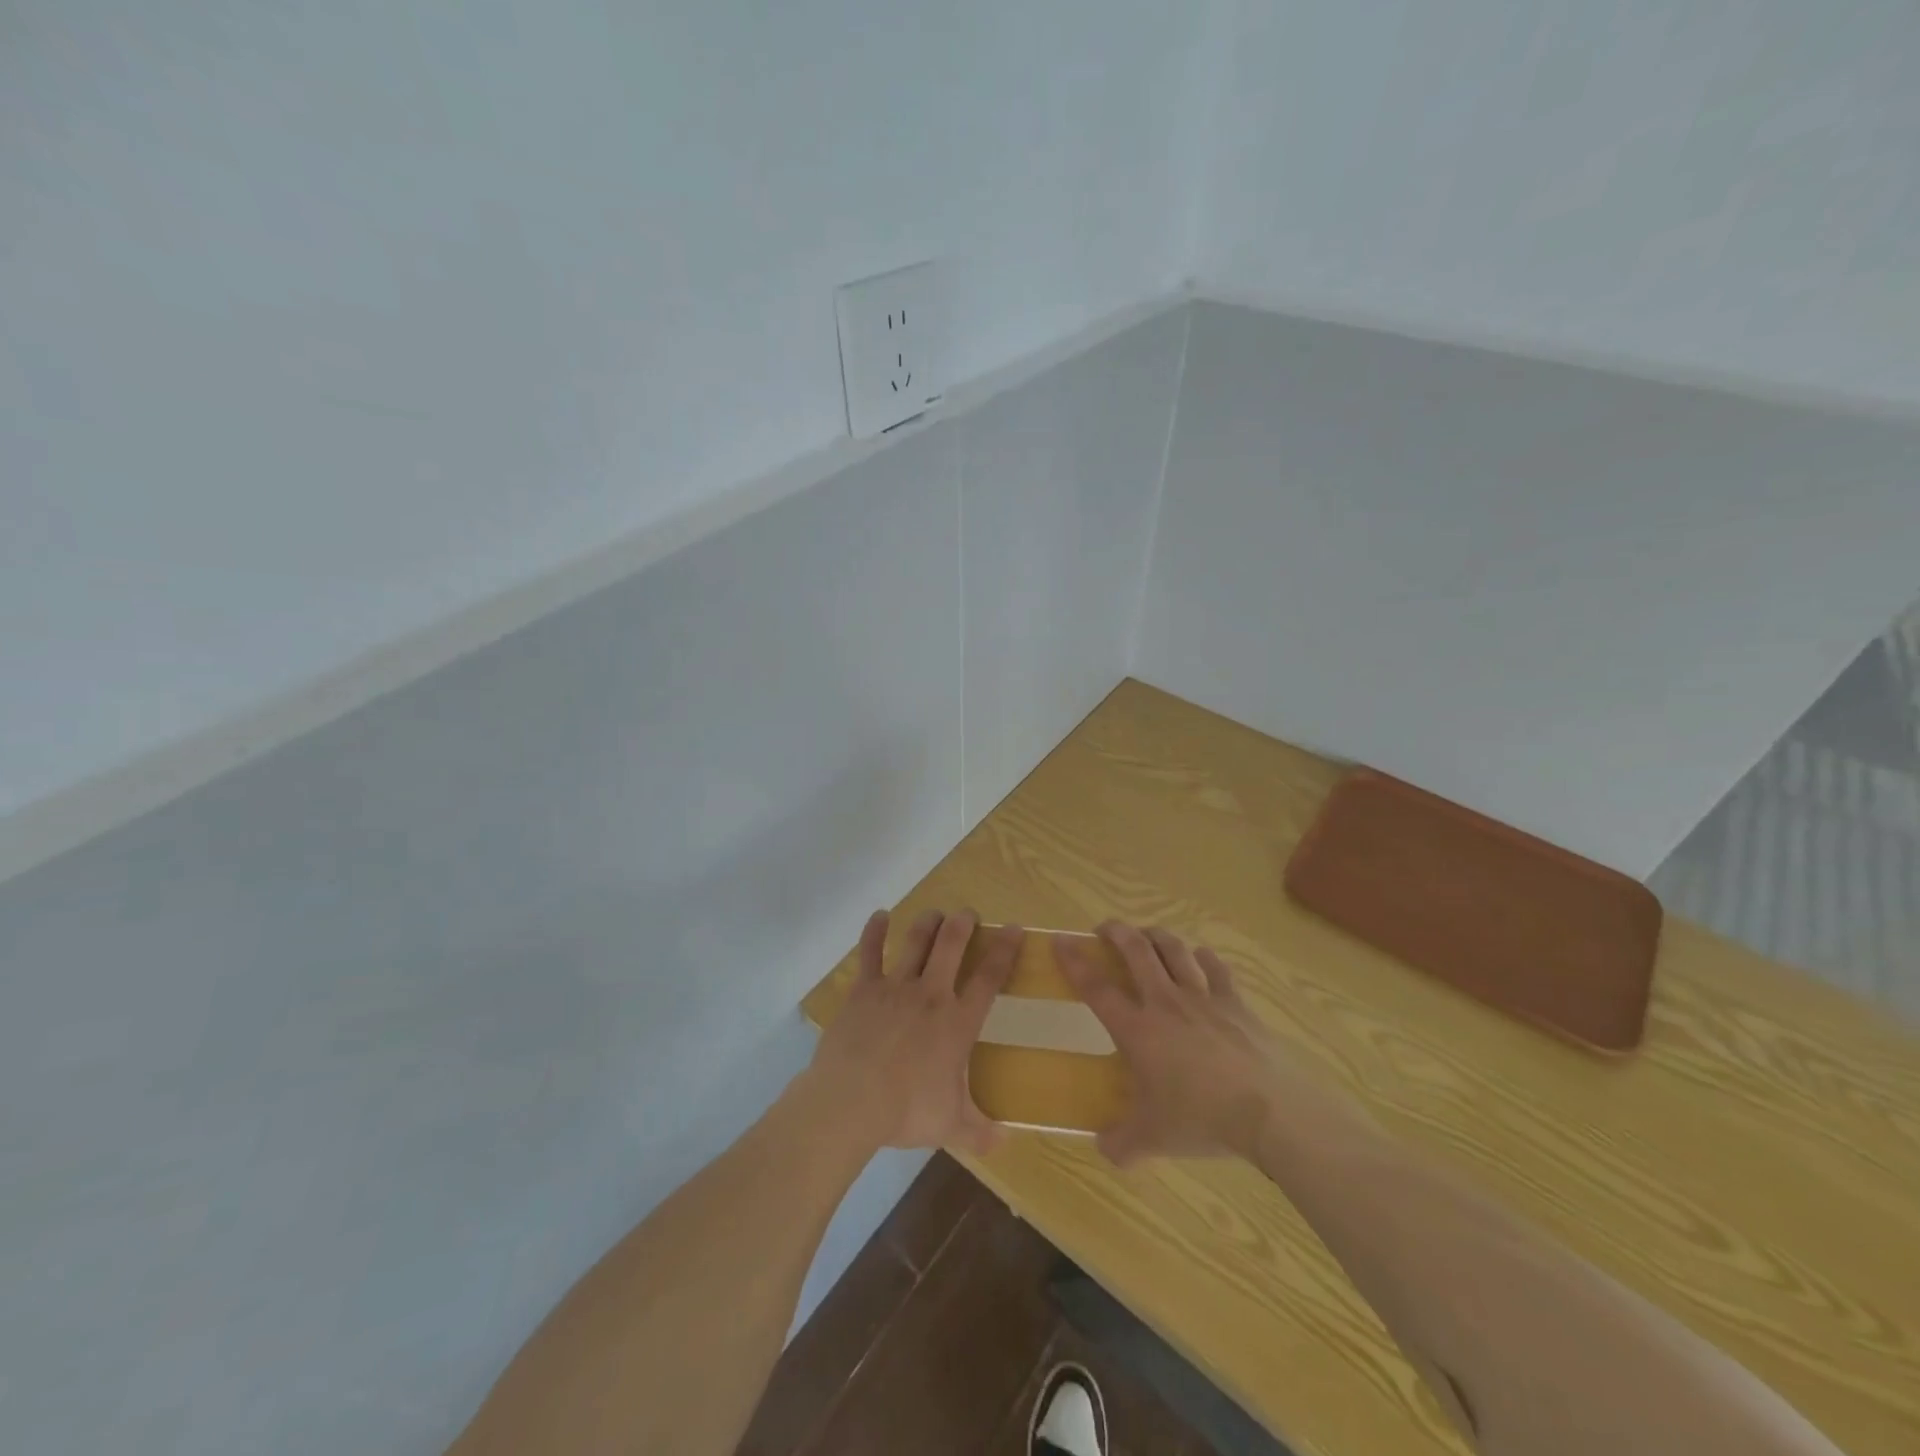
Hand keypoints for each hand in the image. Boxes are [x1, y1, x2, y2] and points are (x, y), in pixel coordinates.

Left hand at [799, 909, 1020, 1155]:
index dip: (1004, 950)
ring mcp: (895, 987)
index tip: (1014, 928)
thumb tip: (1007, 1140)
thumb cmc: (907, 1111)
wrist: (852, 1100)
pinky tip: (879, 915)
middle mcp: (931, 994)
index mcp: (957, 1022)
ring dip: (927, 923)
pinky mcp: (864, 990)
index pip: (989, 977)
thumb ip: (980, 1130)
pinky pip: (870, 953)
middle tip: (968, 913)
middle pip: (951, 945)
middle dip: (963, 923)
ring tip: (935, 912)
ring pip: (915, 941)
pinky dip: (874, 932)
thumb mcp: (951, 1127)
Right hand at [1057, 922, 1290, 1164]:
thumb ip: (1122, 1143)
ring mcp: (1203, 998)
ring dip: (1156, 935)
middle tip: (1105, 928)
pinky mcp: (1235, 1003)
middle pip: (1136, 951)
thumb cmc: (1201, 1119)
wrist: (1268, 1111)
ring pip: (1174, 950)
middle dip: (1117, 932)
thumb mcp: (1153, 1140)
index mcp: (1138, 1030)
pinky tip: (1199, 957)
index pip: (1097, 988)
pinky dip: (1203, 958)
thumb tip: (1103, 1148)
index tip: (1061, 940)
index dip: (1075, 961)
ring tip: (1147, 934)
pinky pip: (1215, 968)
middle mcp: (1165, 1002)